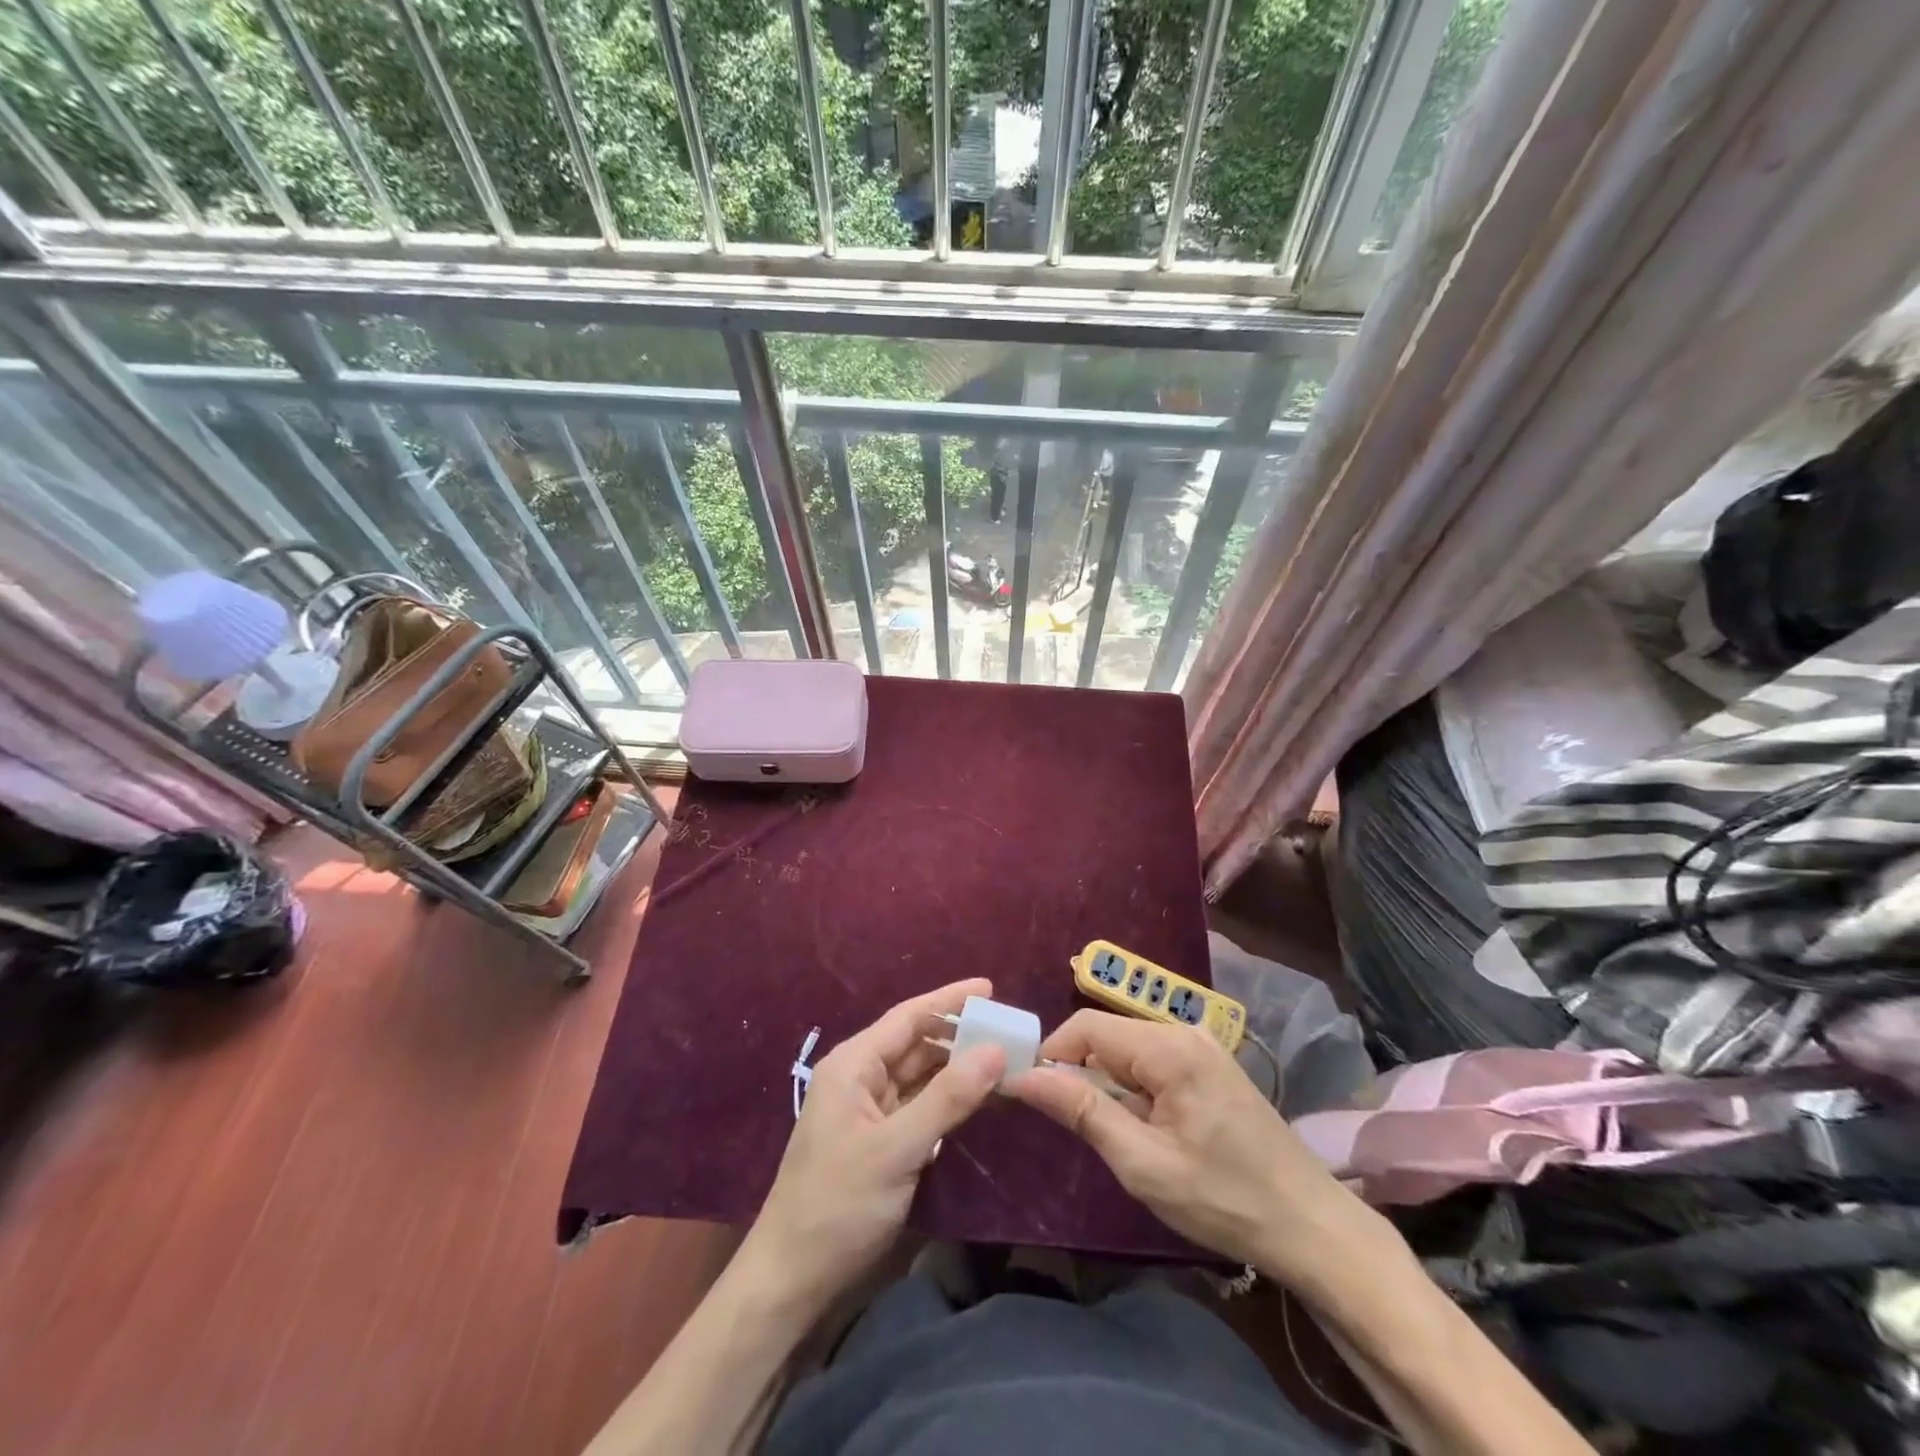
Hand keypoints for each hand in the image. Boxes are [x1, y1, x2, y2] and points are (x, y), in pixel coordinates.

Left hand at [745, 978, 1005, 1317]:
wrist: (791, 1280)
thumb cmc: (838, 1205)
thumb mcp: (897, 1148)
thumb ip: (948, 1098)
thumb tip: (995, 1050)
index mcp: (853, 1065)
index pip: (909, 1017)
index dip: (949, 1000)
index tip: (990, 987)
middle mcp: (859, 1078)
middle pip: (915, 1043)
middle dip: (959, 1035)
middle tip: (1008, 1029)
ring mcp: (867, 1111)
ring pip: (919, 1075)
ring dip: (956, 1067)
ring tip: (1002, 1057)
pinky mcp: (877, 1141)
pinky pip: (918, 1106)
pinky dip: (947, 1099)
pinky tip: (977, 1098)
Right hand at [1007, 1010, 1378, 1287]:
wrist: (1312, 1227)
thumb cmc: (1224, 1198)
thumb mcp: (1143, 1163)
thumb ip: (1082, 1111)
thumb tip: (1024, 1076)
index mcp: (1167, 1047)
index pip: (1086, 1027)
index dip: (1052, 1055)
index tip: (1031, 1094)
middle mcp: (1184, 1032)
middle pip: (1108, 1036)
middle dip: (1081, 1072)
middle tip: (1074, 1126)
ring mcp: (1202, 1047)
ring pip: (1129, 1050)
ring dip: (1109, 1084)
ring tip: (1113, 1134)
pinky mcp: (1212, 1066)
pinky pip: (1154, 1062)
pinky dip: (1135, 1088)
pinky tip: (1146, 1129)